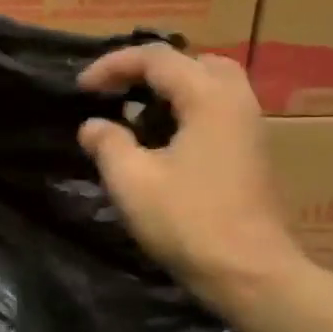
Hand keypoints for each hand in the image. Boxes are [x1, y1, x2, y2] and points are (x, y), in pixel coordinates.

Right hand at [78, 45, 303, 303]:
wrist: (249, 273)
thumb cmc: (188, 222)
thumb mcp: (132, 181)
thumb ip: (107, 143)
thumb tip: (93, 125)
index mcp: (208, 98)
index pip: (156, 58)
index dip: (113, 66)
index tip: (81, 88)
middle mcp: (235, 102)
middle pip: (192, 63)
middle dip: (149, 72)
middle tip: (118, 93)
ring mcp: (249, 127)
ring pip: (209, 87)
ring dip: (171, 92)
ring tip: (137, 117)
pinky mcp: (251, 153)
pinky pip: (217, 111)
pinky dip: (187, 112)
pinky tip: (162, 144)